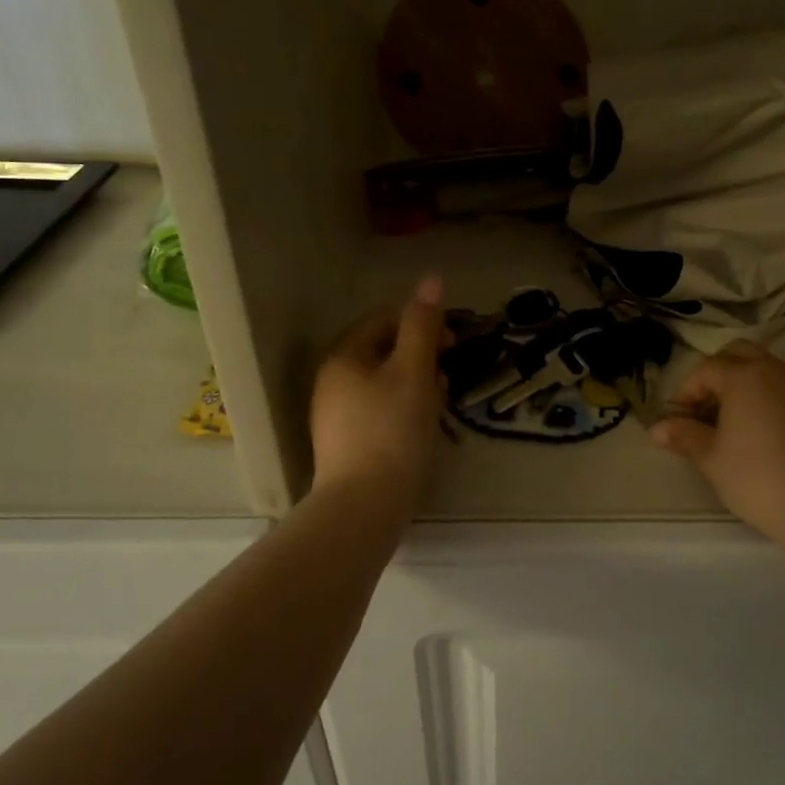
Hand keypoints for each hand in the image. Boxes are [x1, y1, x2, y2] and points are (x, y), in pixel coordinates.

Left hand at [310, 277, 449, 513]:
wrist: (364, 505)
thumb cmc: (392, 430)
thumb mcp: (414, 371)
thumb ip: (423, 325)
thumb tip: (432, 279)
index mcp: (344, 356)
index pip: (384, 319)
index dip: (421, 325)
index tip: (452, 346)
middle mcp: (332, 380)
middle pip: (383, 351)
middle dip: (420, 357)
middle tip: (446, 379)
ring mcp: (336, 413)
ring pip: (383, 382)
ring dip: (415, 384)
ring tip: (439, 404)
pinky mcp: (346, 441)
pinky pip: (378, 409)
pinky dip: (403, 408)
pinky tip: (421, 427)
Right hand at [650, 341, 784, 560]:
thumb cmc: (756, 478)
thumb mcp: (710, 458)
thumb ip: (683, 435)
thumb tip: (657, 428)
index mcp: (744, 377)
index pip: (705, 370)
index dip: (685, 392)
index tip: (675, 419)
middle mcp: (774, 370)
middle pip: (738, 353)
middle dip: (715, 373)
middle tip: (701, 407)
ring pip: (763, 366)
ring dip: (740, 381)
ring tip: (727, 419)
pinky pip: (782, 385)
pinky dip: (763, 394)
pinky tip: (755, 429)